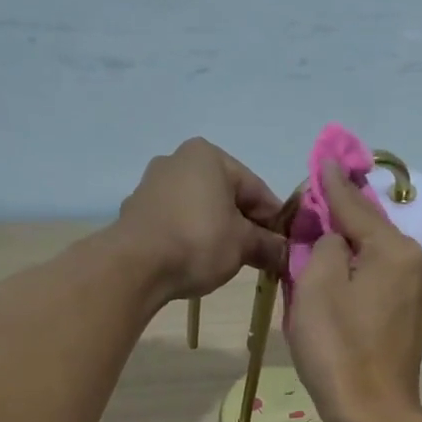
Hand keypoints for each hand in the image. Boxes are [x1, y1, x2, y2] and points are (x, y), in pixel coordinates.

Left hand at [115, 138, 287, 301]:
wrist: (134, 266)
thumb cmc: (198, 242)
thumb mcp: (243, 245)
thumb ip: (269, 246)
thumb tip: (286, 254)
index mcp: (209, 156)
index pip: (256, 188)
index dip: (274, 220)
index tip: (284, 246)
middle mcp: (178, 160)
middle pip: (227, 196)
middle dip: (244, 225)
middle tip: (259, 256)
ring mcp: (152, 185)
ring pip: (200, 209)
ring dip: (218, 232)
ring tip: (229, 261)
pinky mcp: (136, 211)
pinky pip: (176, 222)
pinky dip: (191, 237)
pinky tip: (197, 260)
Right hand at [285, 161, 421, 421]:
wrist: (373, 413)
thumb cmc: (338, 349)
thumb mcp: (317, 286)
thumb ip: (324, 242)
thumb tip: (332, 231)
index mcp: (394, 249)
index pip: (355, 206)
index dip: (331, 184)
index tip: (321, 158)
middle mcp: (415, 262)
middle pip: (368, 228)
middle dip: (338, 218)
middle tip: (309, 206)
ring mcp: (418, 290)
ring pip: (374, 255)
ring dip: (346, 247)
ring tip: (317, 241)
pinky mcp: (412, 315)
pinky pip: (380, 278)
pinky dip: (357, 272)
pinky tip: (337, 277)